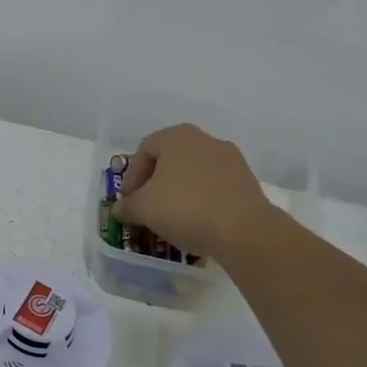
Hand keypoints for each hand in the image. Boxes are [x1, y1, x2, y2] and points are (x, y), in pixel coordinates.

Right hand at [113, 123, 277, 260]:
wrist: (243, 230)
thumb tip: (119, 209)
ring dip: (178, 192)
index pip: (144, 150)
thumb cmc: (185, 208)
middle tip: (147, 207)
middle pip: (170, 160)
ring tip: (171, 218)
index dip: (131, 177)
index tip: (129, 201)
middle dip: (155, 184)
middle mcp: (205, 140)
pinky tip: (197, 221)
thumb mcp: (143, 209)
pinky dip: (201, 200)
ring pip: (193, 173)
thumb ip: (127, 206)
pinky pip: (214, 187)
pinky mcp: (247, 181)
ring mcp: (230, 159)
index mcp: (177, 137)